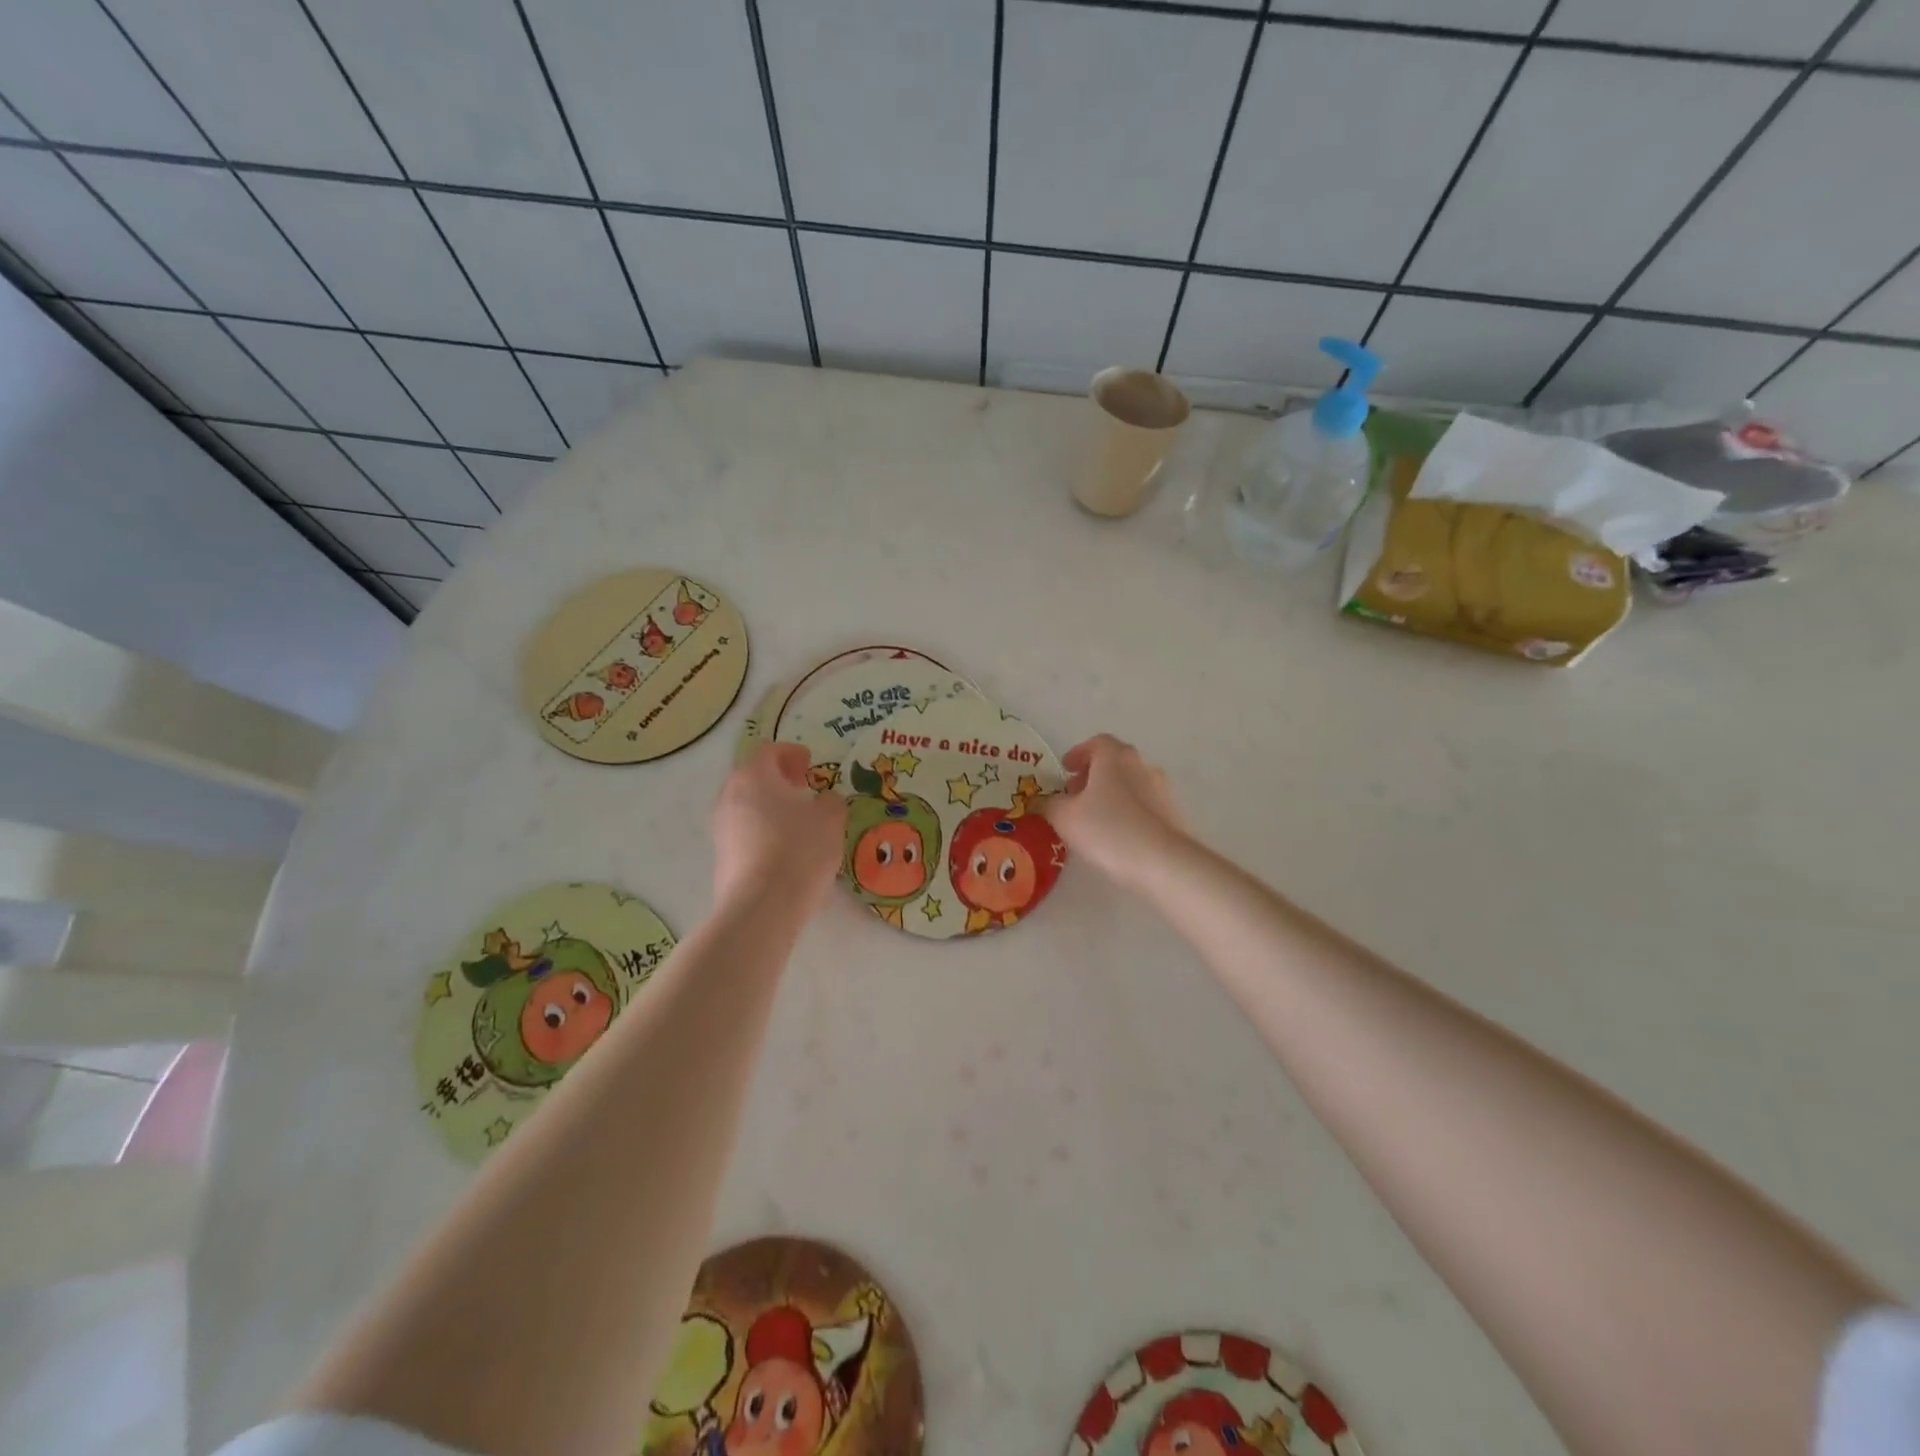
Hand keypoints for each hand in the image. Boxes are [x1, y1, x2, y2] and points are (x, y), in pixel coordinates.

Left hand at [712, 742, 847, 912]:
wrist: (761, 907)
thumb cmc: (799, 850)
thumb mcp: (831, 820)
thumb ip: (831, 802)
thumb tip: (826, 801)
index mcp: (754, 776)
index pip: (769, 750)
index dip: (791, 752)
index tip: (810, 762)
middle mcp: (730, 796)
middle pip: (753, 777)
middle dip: (778, 779)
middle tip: (803, 787)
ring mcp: (721, 828)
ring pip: (747, 806)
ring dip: (770, 806)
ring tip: (797, 821)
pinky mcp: (721, 858)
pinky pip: (745, 833)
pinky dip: (764, 831)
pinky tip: (786, 849)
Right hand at [1050, 735, 1189, 888]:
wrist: (1163, 862)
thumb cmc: (1108, 830)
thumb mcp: (1065, 818)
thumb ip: (1050, 804)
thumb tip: (1045, 801)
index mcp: (1115, 757)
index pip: (1096, 743)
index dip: (1078, 754)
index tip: (1065, 769)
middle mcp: (1141, 765)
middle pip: (1114, 762)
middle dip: (1092, 775)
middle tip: (1074, 795)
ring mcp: (1161, 789)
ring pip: (1129, 784)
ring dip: (1109, 794)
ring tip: (1092, 819)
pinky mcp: (1173, 814)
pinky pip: (1142, 805)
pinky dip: (1126, 811)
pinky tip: (1115, 835)